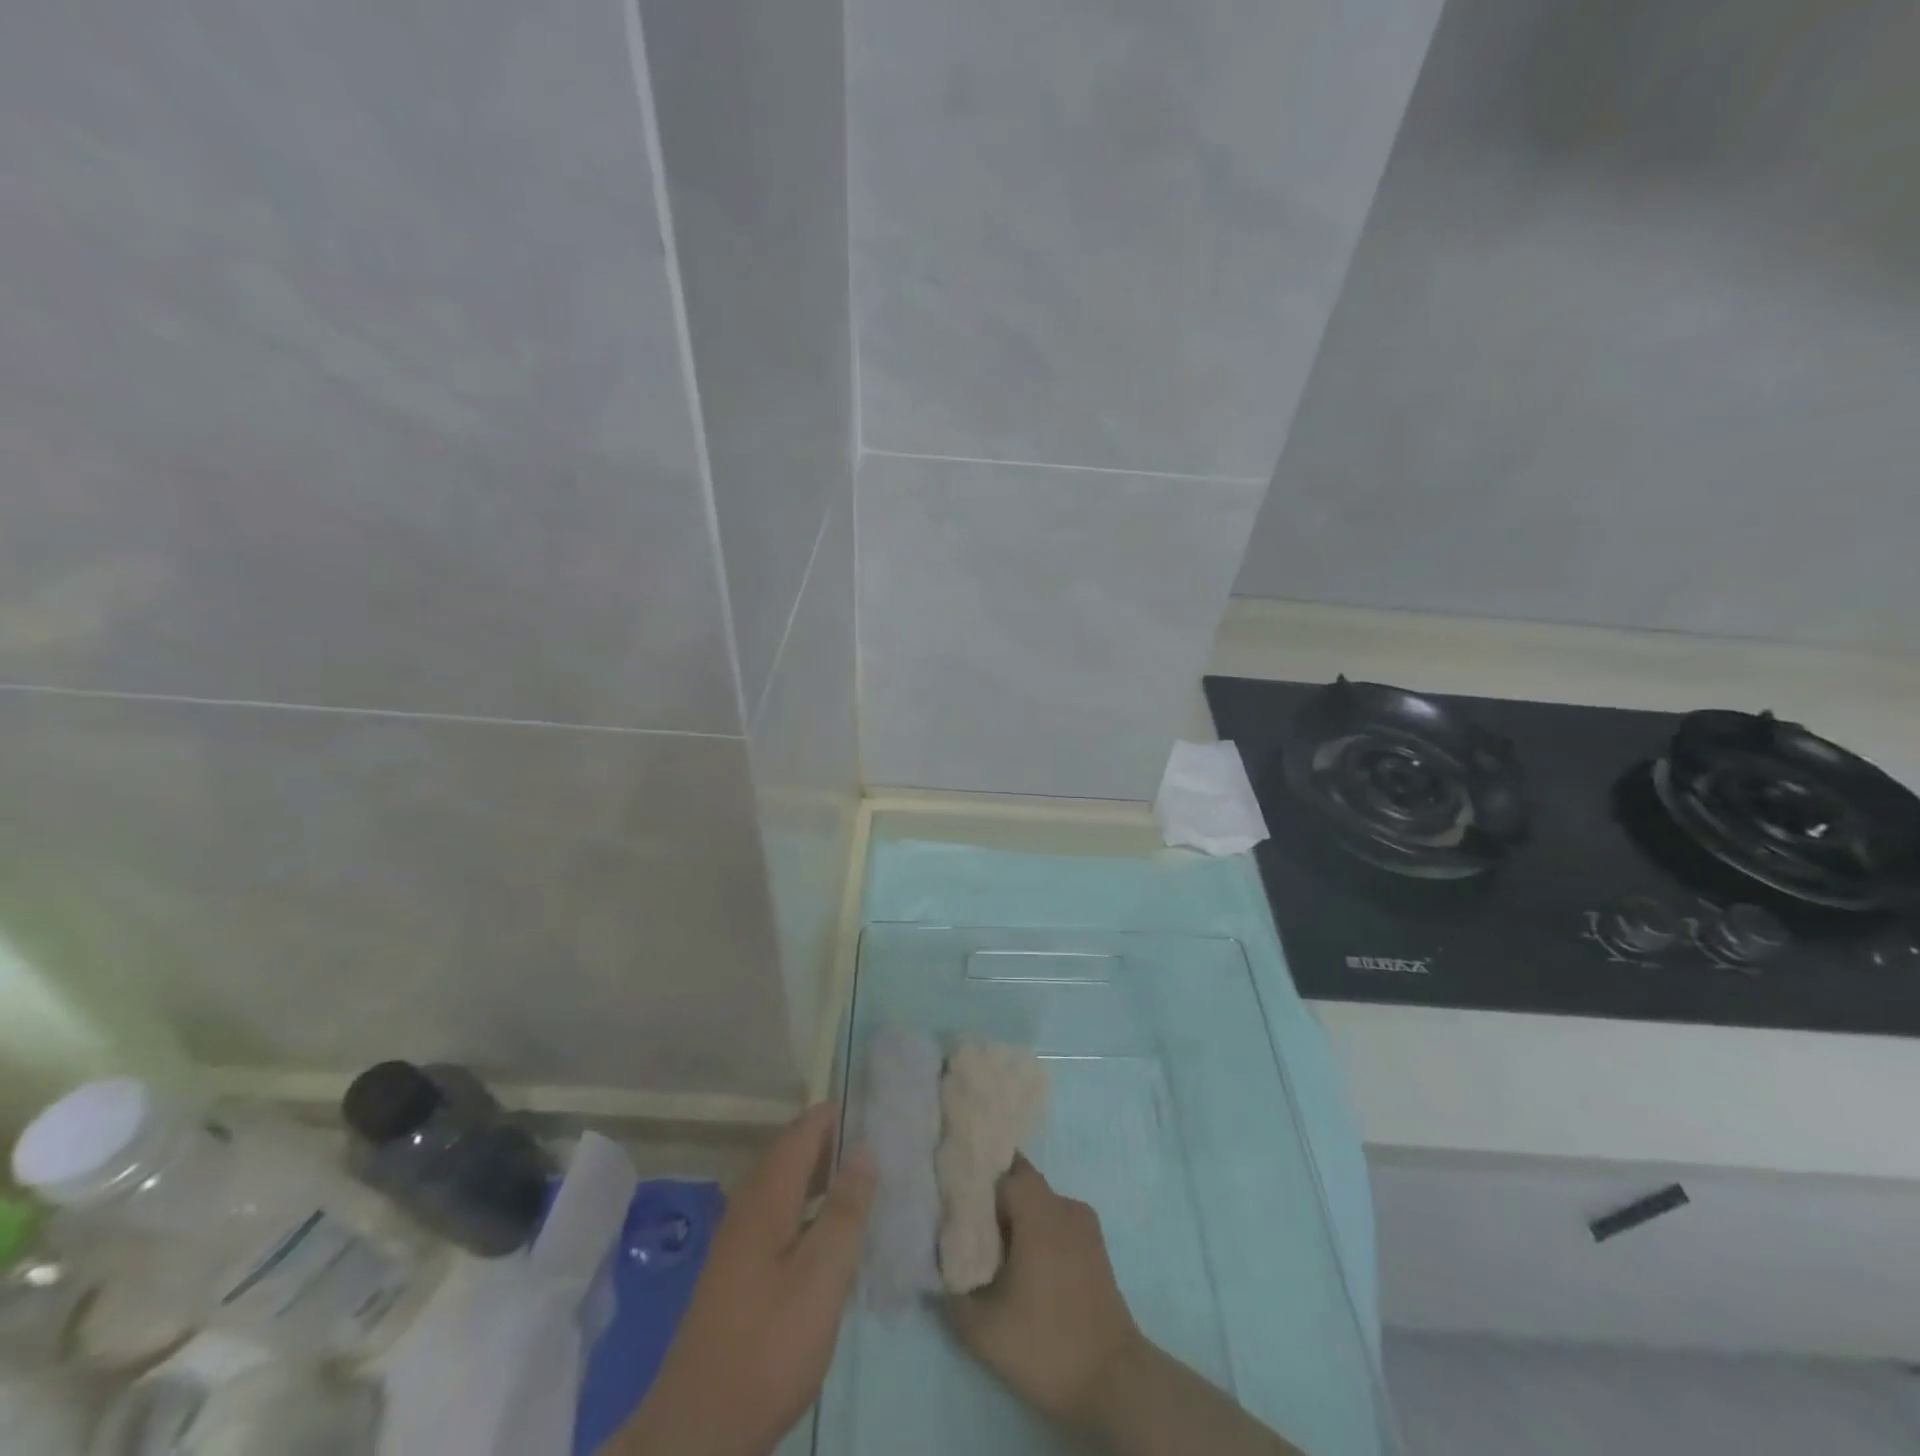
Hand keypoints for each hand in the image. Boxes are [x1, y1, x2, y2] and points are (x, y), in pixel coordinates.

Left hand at [614, 1104, 874, 1455]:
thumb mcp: (821, 1278)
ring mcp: (741, 1238)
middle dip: (838, 1141)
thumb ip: (845, 1211)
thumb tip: (865, 1150)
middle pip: (796, 1151)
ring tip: (872, 1181)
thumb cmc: (768, 1347)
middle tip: (887, 1145)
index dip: (842, 1114)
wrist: (697, 1433)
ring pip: (789, 1183)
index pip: (806, 1128)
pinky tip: (836, 1232)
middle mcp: (750, 1204)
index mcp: (767, 1195)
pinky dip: (812, 1206)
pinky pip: (783, 1212)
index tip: (883, 1112)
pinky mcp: (740, 1269)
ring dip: (826, 1175)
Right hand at [946, 1155, 1142, 1429]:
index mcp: (1039, 1211)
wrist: (1114, 1383)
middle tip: (964, 1220)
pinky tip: (1021, 1263)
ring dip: (1014, 1214)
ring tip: (990, 1245)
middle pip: (1020, 1180)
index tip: (950, 1190)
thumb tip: (934, 1265)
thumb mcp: (983, 1329)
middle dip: (991, 1194)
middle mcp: (1064, 1204)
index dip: (974, 1175)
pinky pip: (1056, 1220)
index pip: (1000, 1169)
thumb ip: (950, 1291)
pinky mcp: (1095, 1246)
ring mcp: (1084, 1224)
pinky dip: (1036, 1229)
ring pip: (1039, 1201)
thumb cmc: (1046, 1346)